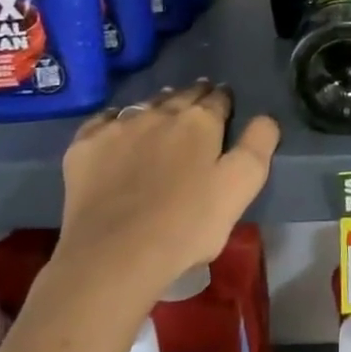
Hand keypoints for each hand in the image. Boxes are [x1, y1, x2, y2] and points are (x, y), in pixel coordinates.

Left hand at [57, 81, 280, 297]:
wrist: (114, 256)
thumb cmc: (188, 224)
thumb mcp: (241, 187)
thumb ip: (259, 145)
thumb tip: (265, 118)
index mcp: (200, 121)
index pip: (218, 99)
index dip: (225, 100)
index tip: (227, 103)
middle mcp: (159, 113)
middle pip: (182, 95)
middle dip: (194, 96)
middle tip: (199, 101)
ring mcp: (118, 127)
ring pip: (145, 105)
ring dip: (159, 105)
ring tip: (164, 111)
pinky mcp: (84, 148)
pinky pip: (104, 120)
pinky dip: (117, 120)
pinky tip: (118, 129)